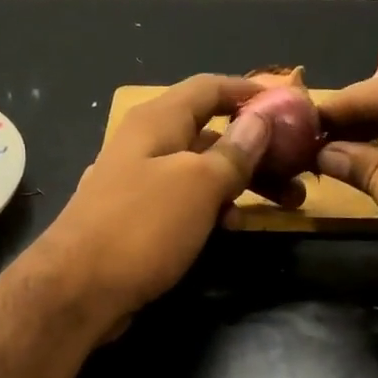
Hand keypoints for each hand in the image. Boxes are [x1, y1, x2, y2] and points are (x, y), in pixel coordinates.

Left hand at [25, 74, 293, 338]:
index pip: (209, 88)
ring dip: (241, 182)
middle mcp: (147, 145)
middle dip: (258, 148)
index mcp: (157, 122)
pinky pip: (185, 202)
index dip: (249, 92)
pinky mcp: (137, 220)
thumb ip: (233, 152)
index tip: (290, 107)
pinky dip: (213, 207)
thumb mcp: (198, 185)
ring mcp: (139, 183)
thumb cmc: (142, 227)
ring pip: (200, 171)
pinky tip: (232, 227)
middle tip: (299, 171)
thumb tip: (261, 120)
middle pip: (211, 132)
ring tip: (283, 205)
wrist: (78, 289)